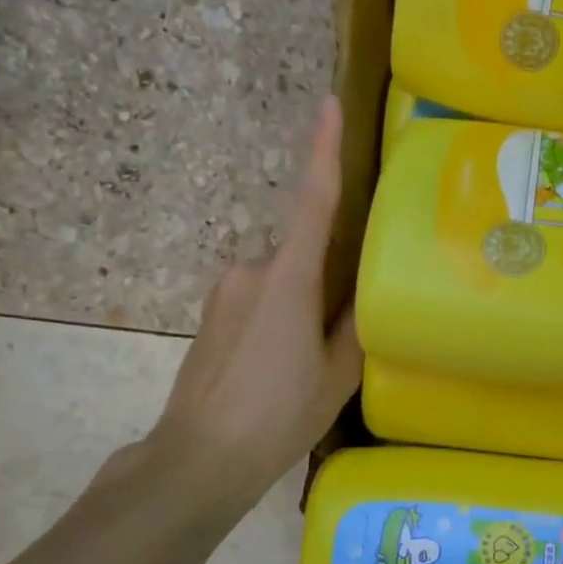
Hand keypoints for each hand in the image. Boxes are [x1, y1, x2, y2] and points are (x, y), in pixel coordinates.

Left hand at [140, 96, 362, 508]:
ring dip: (303, 303)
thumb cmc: (277, 415)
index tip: (328, 104)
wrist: (198, 458)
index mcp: (288, 279)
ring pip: (281, 279)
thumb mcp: (336, 376)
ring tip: (312, 360)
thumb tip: (364, 293)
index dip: (322, 151)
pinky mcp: (212, 314)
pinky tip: (285, 365)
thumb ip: (355, 325)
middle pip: (302, 252)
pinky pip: (260, 298)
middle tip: (343, 327)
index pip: (312, 202)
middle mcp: (251, 271)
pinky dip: (282, 315)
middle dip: (328, 276)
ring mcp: (225, 292)